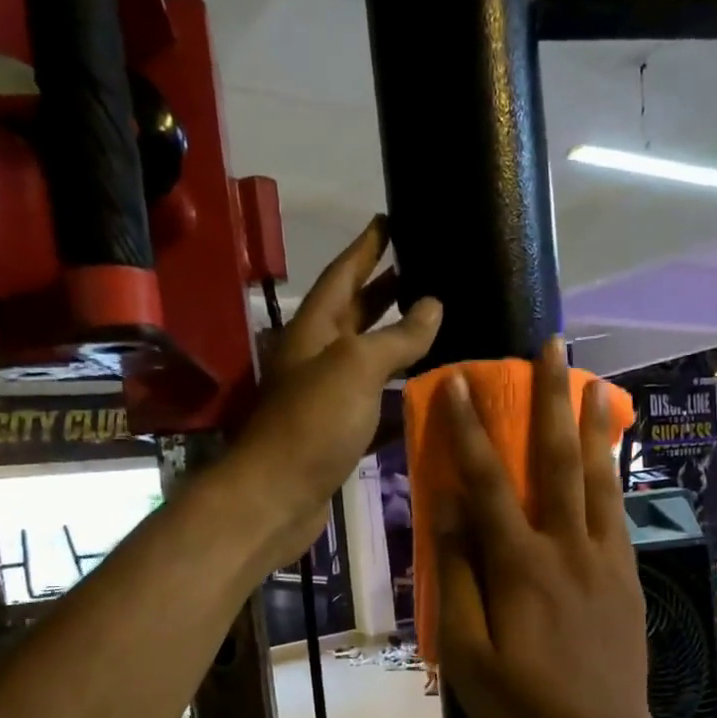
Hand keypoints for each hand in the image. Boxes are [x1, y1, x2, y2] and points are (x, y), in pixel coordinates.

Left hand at [227, 217, 440, 571]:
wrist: (278, 497)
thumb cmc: (313, 423)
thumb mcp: (356, 367)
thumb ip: (397, 336)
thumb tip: (433, 305)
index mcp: (313, 329)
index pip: (342, 274)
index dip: (366, 247)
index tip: (390, 220)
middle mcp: (317, 358)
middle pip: (355, 314)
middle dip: (385, 290)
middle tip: (424, 270)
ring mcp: (326, 398)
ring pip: (367, 360)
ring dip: (398, 343)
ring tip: (438, 326)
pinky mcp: (338, 434)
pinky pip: (374, 403)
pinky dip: (399, 394)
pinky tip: (428, 391)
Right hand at [433, 337, 653, 717]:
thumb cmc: (524, 706)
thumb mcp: (467, 656)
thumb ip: (458, 580)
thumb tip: (448, 514)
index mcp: (520, 567)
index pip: (488, 485)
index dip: (469, 431)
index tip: (459, 382)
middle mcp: (566, 548)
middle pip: (555, 462)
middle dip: (549, 399)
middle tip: (549, 347)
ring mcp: (603, 559)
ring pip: (597, 478)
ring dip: (590, 425)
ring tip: (593, 381)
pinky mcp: (625, 575)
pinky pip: (619, 511)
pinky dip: (614, 473)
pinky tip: (611, 454)